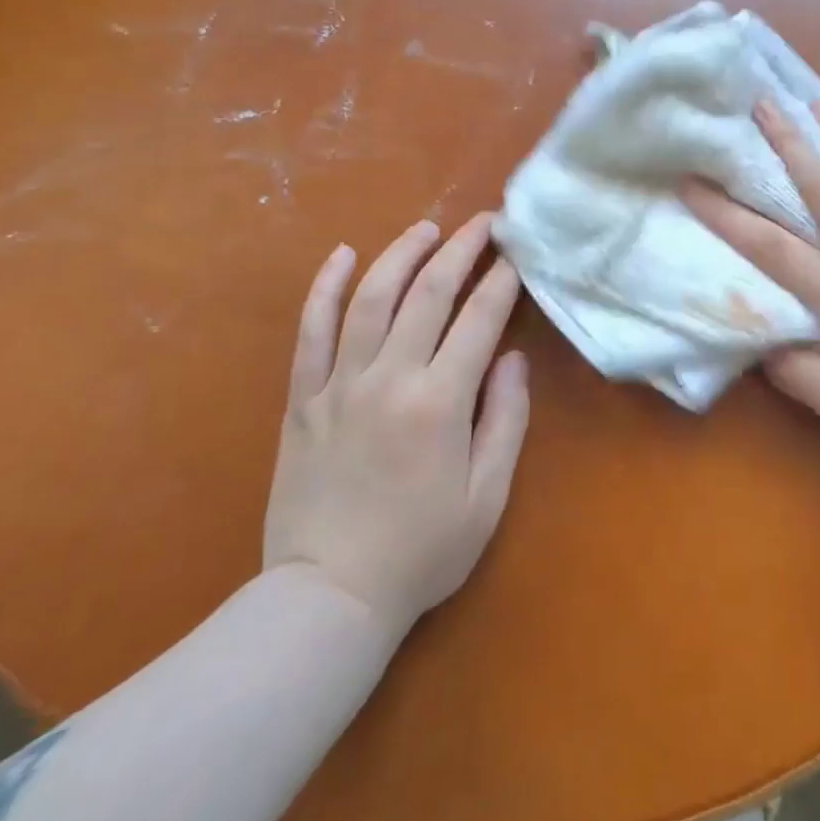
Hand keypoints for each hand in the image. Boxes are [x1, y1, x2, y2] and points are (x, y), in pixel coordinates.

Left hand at [263, 213, 529, 630]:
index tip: (516, 253)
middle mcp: (389, 378)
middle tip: (483, 222)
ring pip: (370, 298)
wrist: (328, 598)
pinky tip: (342, 255)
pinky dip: (325, 287)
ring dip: (401, 254)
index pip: (479, 318)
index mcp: (440, 402)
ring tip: (426, 228)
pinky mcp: (303, 398)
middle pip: (428, 293)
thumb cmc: (421, 552)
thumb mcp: (487, 496)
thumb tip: (512, 357)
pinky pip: (311, 330)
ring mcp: (339, 384)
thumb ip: (506, 419)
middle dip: (460, 249)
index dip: (501, 279)